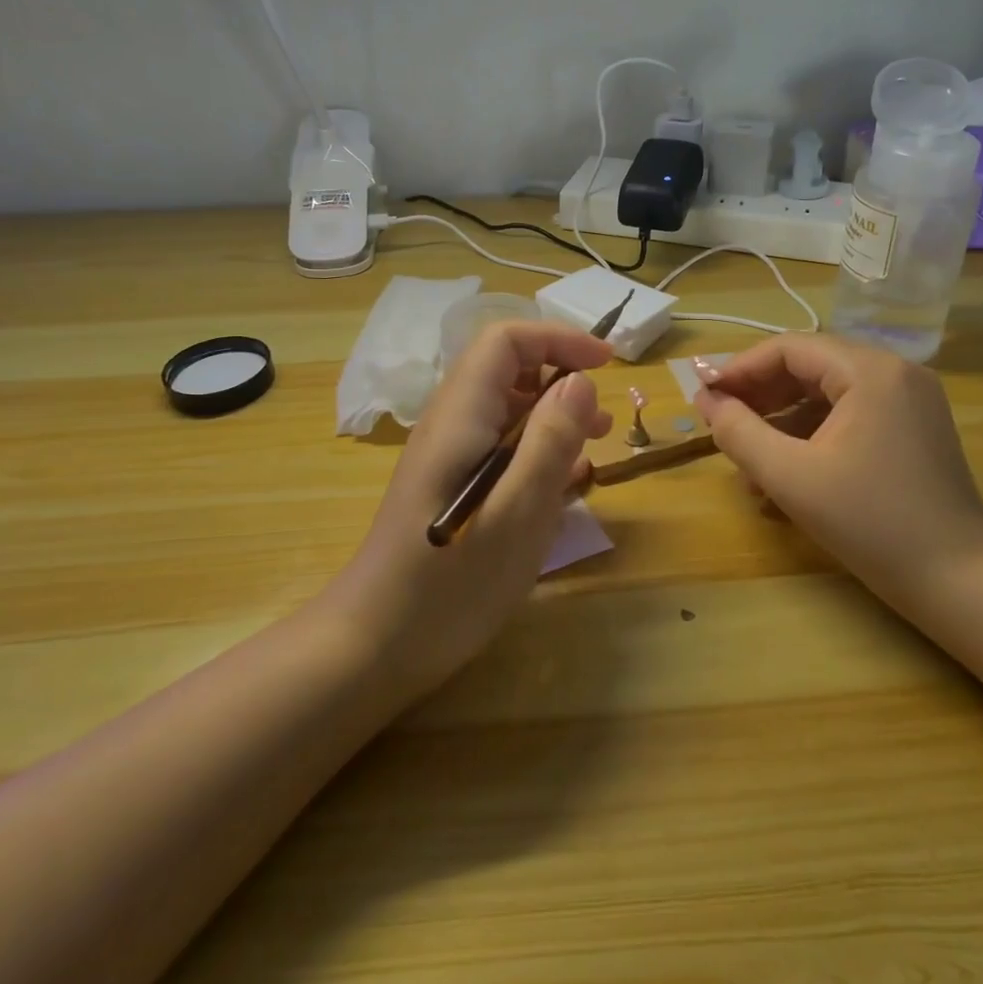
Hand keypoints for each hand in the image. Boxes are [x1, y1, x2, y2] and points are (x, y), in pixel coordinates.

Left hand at [322, 320, 612, 699]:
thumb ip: (550, 441)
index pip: (505, 341)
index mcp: (461, 417)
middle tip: (603, 420)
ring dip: (554, 418)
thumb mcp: (518, 513)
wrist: (377, 645)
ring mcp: (449, 457)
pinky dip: (538, 453)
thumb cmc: (451, 582)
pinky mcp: (453, 487)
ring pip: (507, 411)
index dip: (557, 339)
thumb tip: (580, 380)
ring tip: (594, 449)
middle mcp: (451, 425)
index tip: (605, 364)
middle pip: (506, 371)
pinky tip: (565, 486)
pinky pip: (501, 449)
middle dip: (560, 380)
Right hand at [694, 334, 982, 620]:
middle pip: (810, 366)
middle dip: (760, 394)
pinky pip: (850, 415)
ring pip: (828, 393)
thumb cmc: (871, 523)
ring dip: (782, 419)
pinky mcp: (913, 428)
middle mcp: (895, 372)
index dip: (739, 369)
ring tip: (746, 455)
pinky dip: (813, 435)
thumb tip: (706, 401)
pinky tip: (785, 470)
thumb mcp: (790, 477)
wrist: (959, 580)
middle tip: (719, 421)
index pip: (789, 349)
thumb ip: (739, 432)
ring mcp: (909, 400)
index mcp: (870, 371)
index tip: (703, 396)